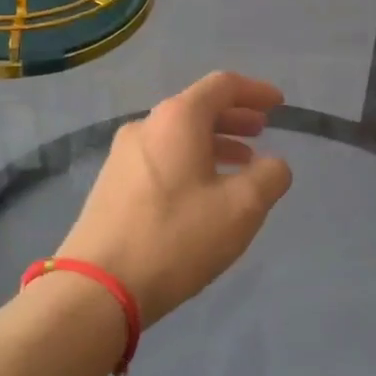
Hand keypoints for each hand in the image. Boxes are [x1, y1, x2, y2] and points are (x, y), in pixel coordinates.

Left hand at [56, 72, 293, 323]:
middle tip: (262, 131)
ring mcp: (123, 156)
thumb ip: (270, 177)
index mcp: (178, 118)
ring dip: (215, 142)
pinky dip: (192, 161)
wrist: (96, 289)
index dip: (256, 91)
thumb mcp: (241, 208)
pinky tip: (205, 192)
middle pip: (198, 108)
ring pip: (179, 135)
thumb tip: (274, 165)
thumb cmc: (176, 237)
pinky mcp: (112, 185)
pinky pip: (162, 157)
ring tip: (241, 165)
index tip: (279, 104)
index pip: (223, 86)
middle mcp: (147, 126)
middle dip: (235, 117)